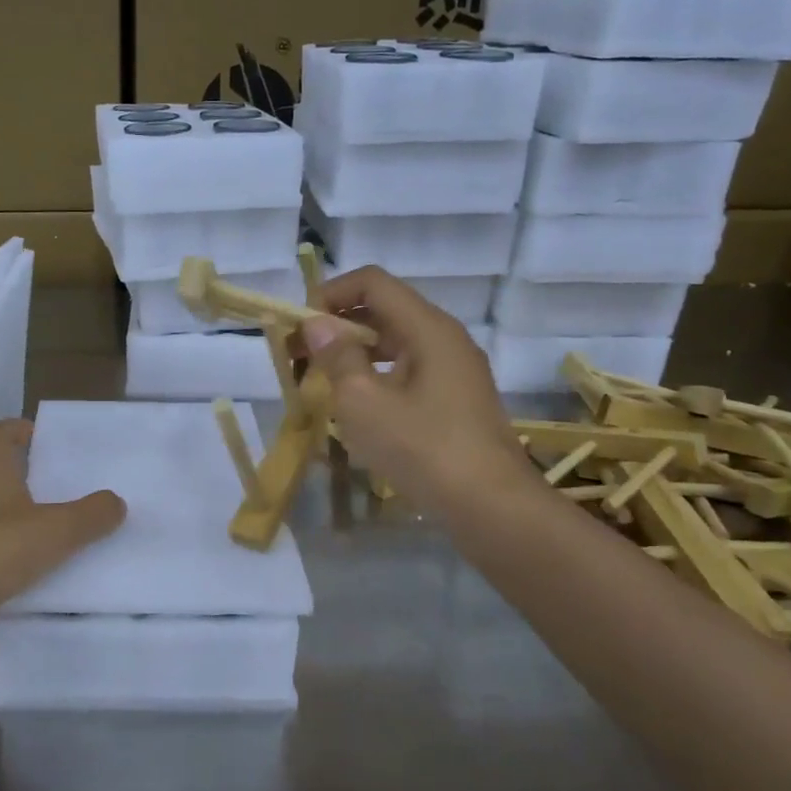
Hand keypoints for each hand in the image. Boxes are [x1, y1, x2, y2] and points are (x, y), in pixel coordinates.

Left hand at [0, 419, 125, 618]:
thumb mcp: (55, 530)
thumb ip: (91, 515)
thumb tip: (116, 501)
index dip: (18, 429)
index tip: (43, 438)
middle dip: (28, 471)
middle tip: (64, 481)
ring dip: (23, 510)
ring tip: (61, 523)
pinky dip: (15, 546)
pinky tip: (39, 562)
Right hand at [300, 267, 536, 512]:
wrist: (492, 507)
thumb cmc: (422, 448)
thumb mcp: (364, 401)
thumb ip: (337, 356)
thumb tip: (316, 323)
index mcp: (427, 328)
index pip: (372, 283)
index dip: (330, 294)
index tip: (299, 326)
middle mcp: (445, 339)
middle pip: (383, 311)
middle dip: (336, 326)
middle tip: (298, 356)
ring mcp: (454, 371)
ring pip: (394, 343)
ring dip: (353, 354)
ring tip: (319, 383)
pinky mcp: (455, 400)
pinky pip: (407, 371)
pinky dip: (375, 377)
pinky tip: (355, 408)